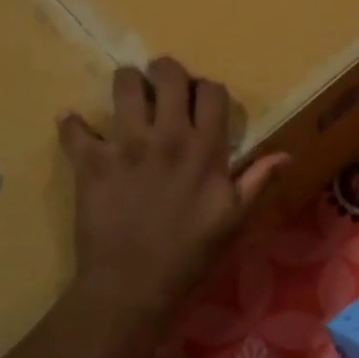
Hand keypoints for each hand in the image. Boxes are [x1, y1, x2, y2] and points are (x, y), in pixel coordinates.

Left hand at [60, 58, 287, 327]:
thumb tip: (286, 154)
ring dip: (126, 83)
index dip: (206, 89)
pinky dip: (72, 124)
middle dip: (165, 71)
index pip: (211, 91)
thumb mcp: (234, 219)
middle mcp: (167, 136)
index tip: (199, 100)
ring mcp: (126, 145)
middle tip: (160, 85)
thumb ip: (257, 181)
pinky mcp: (91, 161)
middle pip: (168, 75)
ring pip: (124, 86)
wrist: (134, 286)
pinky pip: (75, 129)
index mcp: (204, 148)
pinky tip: (74, 125)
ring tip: (126, 96)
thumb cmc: (190, 254)